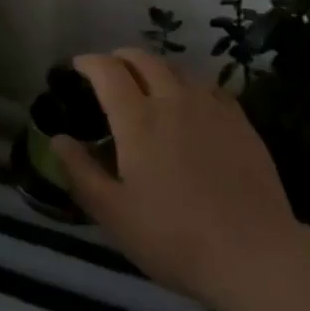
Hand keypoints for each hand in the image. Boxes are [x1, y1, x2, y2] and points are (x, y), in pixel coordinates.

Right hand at [54, 49, 300, 310]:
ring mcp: (210, 106)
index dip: (89, 62)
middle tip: (110, 71)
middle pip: (143, 59)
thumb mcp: (114, 215)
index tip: (77, 66)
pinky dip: (188, 84)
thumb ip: (81, 173)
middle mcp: (173, 99)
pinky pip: (208, 86)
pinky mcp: (239, 119)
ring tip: (147, 83)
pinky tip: (191, 102)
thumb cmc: (174, 238)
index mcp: (138, 120)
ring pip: (177, 68)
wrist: (253, 252)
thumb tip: (57, 139)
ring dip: (154, 67)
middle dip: (120, 58)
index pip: (108, 71)